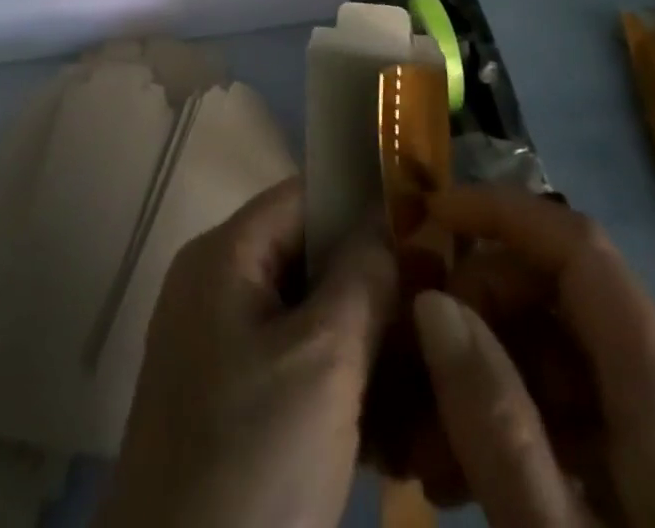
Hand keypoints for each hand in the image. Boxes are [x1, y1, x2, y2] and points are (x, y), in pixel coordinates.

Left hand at [95, 177, 398, 527]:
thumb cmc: (253, 458)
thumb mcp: (324, 359)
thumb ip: (362, 277)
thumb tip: (389, 223)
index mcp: (224, 255)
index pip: (304, 196)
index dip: (365, 206)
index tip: (429, 237)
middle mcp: (217, 288)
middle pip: (310, 259)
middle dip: (375, 290)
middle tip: (438, 326)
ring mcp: (220, 350)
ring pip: (310, 321)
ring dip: (368, 349)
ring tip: (426, 387)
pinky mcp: (231, 408)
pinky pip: (295, 371)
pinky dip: (342, 391)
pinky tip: (395, 436)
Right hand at [401, 187, 654, 526]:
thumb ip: (492, 419)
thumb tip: (432, 300)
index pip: (579, 247)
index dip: (500, 212)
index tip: (426, 217)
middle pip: (569, 299)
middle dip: (483, 314)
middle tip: (420, 375)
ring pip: (578, 356)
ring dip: (500, 374)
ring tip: (438, 453)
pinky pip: (601, 412)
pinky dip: (537, 421)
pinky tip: (490, 475)